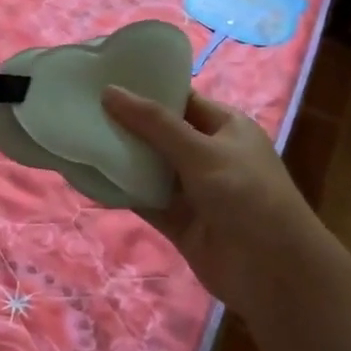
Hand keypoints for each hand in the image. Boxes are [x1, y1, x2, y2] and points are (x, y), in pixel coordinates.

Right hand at [102, 87, 342, 316]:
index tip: (103, 78)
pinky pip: (144, 198)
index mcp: (225, 127)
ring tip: (77, 136)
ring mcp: (192, 189)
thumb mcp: (201, 151)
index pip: (180, 100)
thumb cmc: (247, 195)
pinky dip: (121, 190)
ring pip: (149, 166)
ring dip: (120, 156)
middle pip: (159, 132)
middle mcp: (208, 154)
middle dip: (125, 123)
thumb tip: (109, 91)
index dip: (145, 89)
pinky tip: (89, 177)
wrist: (274, 272)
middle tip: (80, 106)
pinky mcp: (178, 220)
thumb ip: (154, 123)